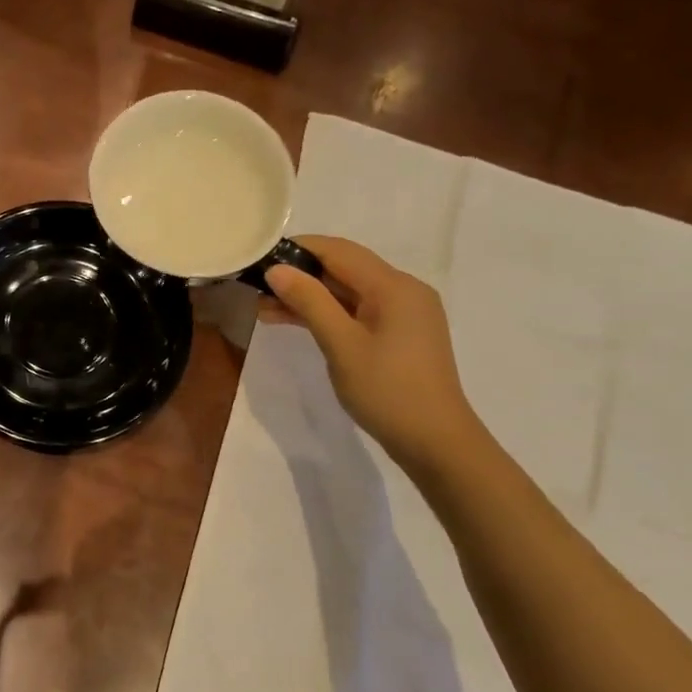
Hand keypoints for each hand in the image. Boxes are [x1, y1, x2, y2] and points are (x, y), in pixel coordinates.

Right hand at [264, 236, 480, 469]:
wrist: (435, 442)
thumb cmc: (387, 390)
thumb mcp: (341, 344)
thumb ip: (309, 302)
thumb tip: (276, 269)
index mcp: (394, 286)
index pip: (338, 251)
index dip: (298, 249)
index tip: (260, 258)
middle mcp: (403, 290)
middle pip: (344, 269)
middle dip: (300, 276)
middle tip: (256, 288)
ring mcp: (404, 314)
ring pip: (348, 292)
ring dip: (309, 297)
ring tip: (264, 309)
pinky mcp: (399, 335)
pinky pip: (357, 312)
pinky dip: (328, 314)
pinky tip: (296, 322)